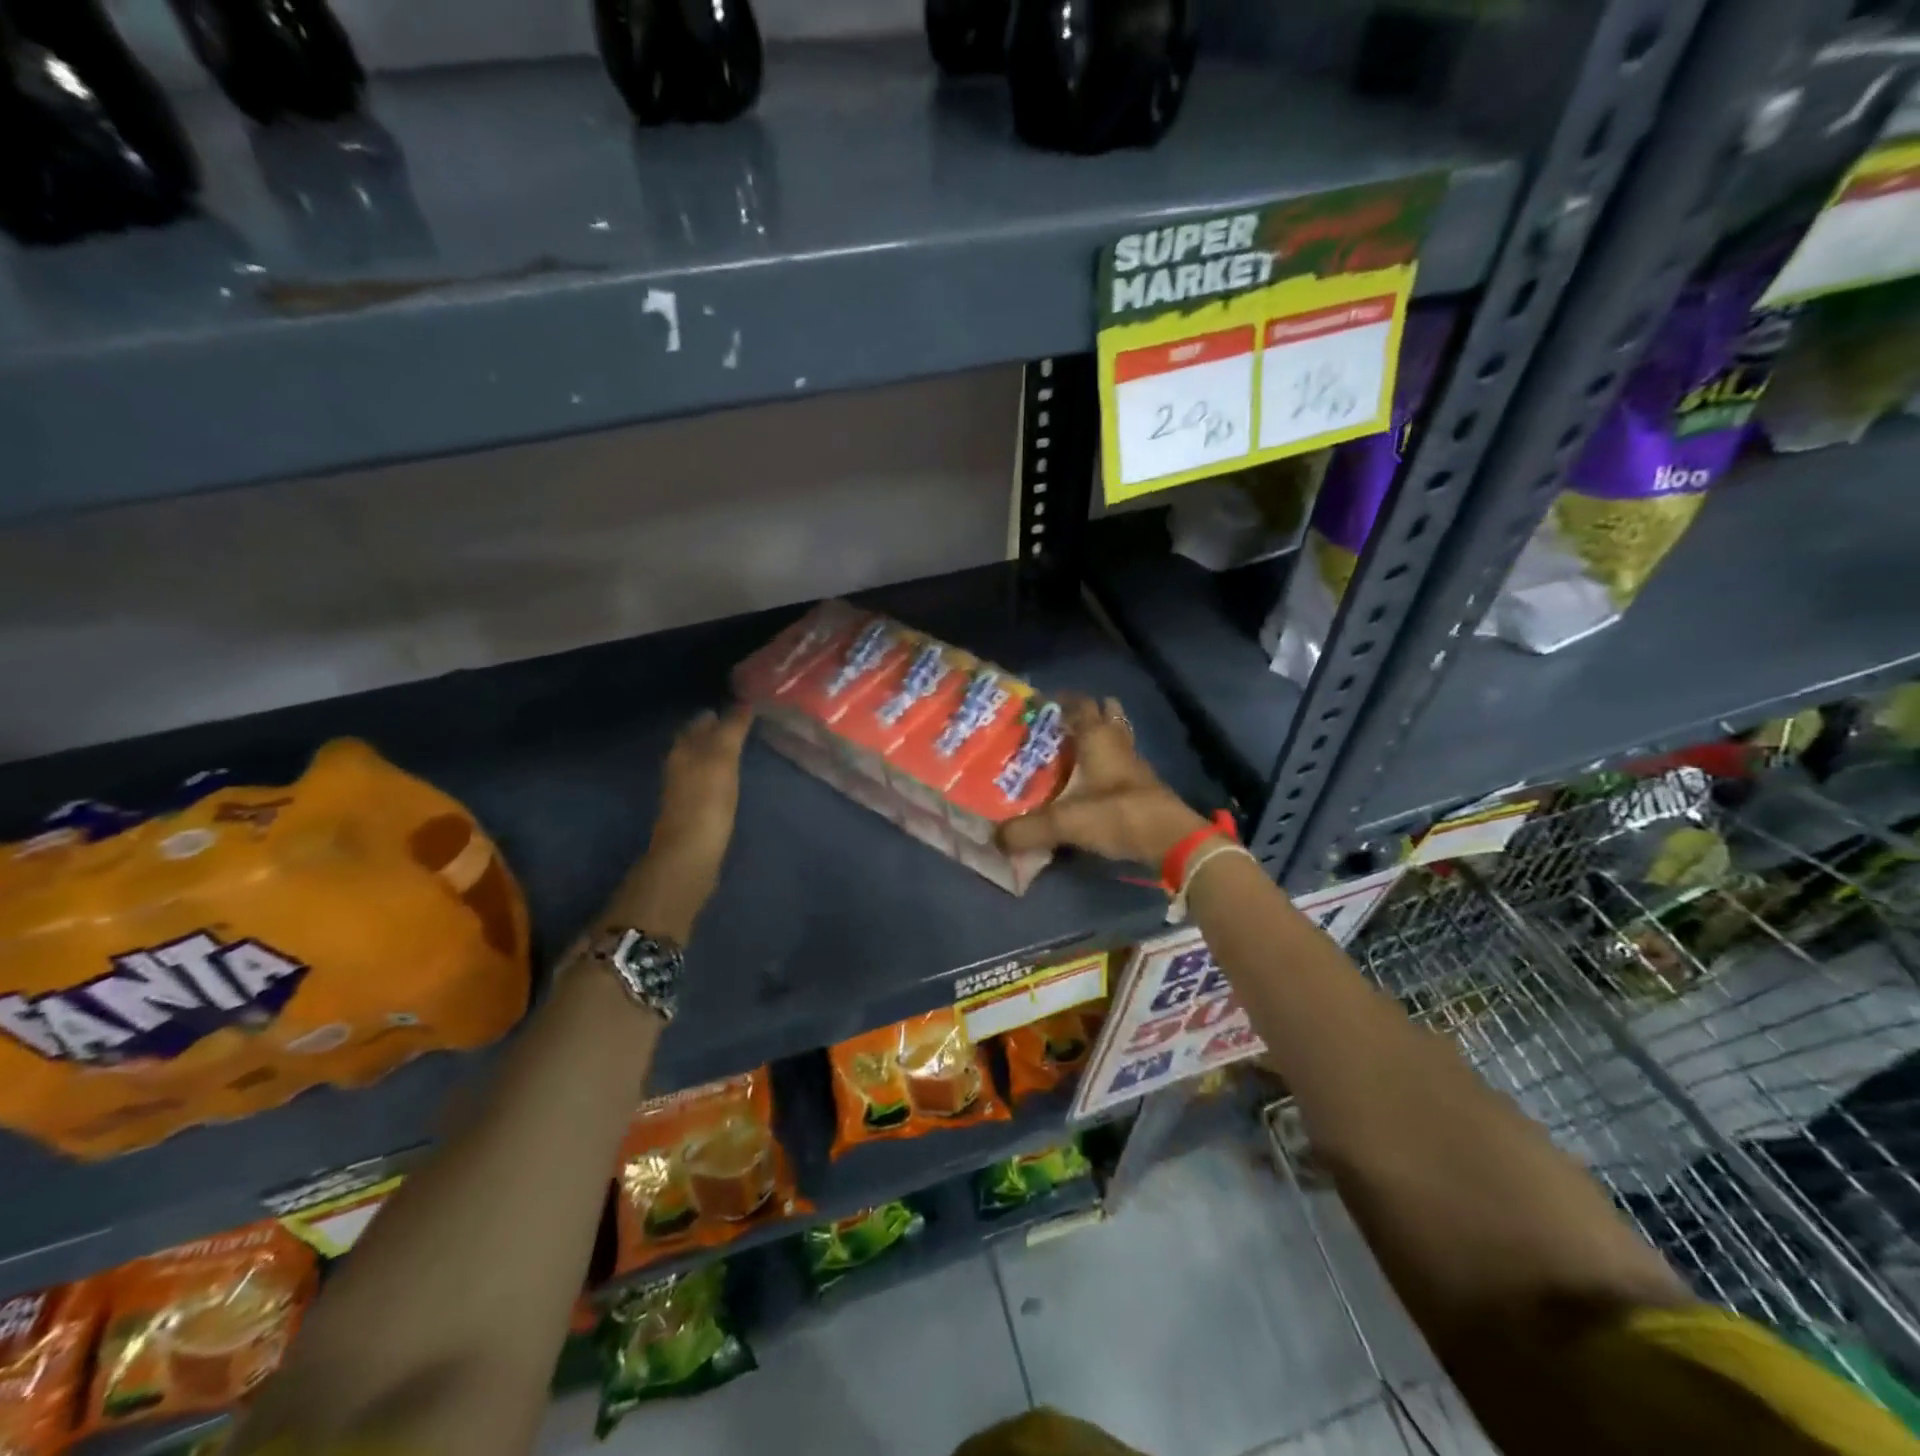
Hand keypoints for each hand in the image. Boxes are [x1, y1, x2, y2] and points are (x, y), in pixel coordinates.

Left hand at [622, 705, 752, 939]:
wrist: (690, 854)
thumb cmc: (707, 801)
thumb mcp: (723, 758)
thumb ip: (732, 729)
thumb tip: (743, 703)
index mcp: (684, 749)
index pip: (702, 722)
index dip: (720, 714)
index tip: (743, 706)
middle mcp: (679, 765)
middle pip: (697, 741)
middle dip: (716, 732)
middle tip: (744, 725)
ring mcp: (684, 790)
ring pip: (701, 761)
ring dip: (717, 753)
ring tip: (741, 749)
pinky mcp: (693, 811)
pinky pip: (706, 782)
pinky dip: (718, 774)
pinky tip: (731, 778)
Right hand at [998, 694, 1207, 867]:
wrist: (1171, 840)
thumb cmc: (1117, 815)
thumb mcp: (1065, 823)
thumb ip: (1028, 830)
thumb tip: (994, 839)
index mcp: (1097, 739)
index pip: (1080, 707)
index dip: (1063, 700)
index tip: (1042, 700)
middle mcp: (1117, 744)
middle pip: (1107, 716)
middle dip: (1087, 713)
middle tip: (1060, 721)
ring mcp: (1135, 765)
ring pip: (1118, 738)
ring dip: (1102, 736)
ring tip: (1077, 745)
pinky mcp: (1144, 787)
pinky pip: (1123, 764)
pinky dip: (1110, 764)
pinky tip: (1096, 779)